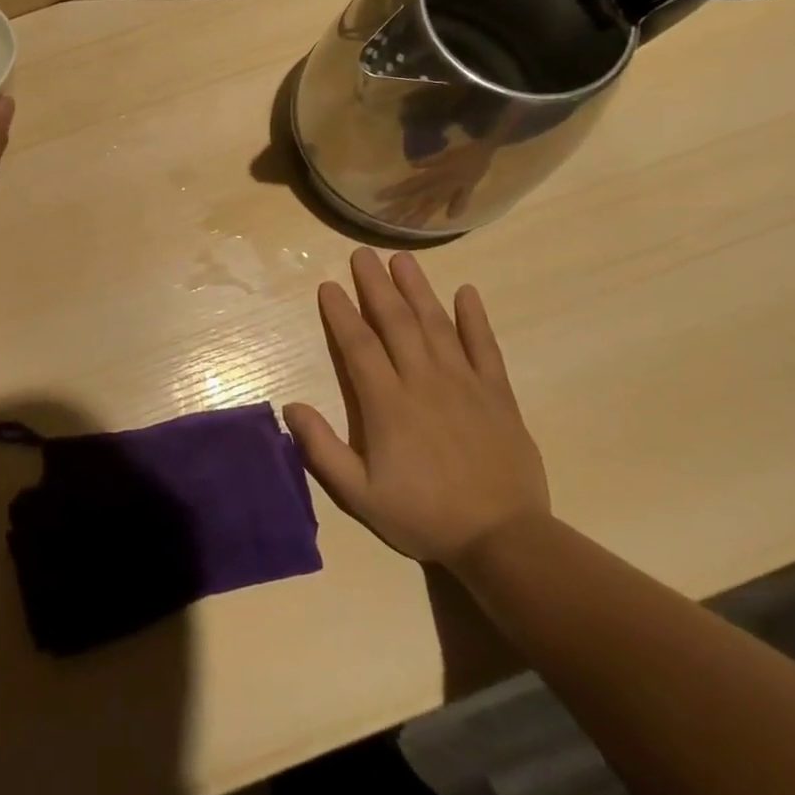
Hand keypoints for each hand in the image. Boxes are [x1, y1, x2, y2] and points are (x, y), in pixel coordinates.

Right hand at [283, 250, 549, 566]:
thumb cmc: (424, 516)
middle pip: (396, 322)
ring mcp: (464, 384)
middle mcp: (423, 381)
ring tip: (402, 260)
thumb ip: (322, 449)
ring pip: (436, 325)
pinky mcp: (497, 394)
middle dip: (376, 285)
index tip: (328, 286)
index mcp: (387, 403)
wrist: (504, 540)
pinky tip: (467, 292)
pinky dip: (475, 318)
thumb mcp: (360, 494)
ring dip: (417, 289)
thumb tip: (290, 407)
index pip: (358, 345)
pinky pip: (485, 347)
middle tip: (361, 254)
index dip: (341, 313)